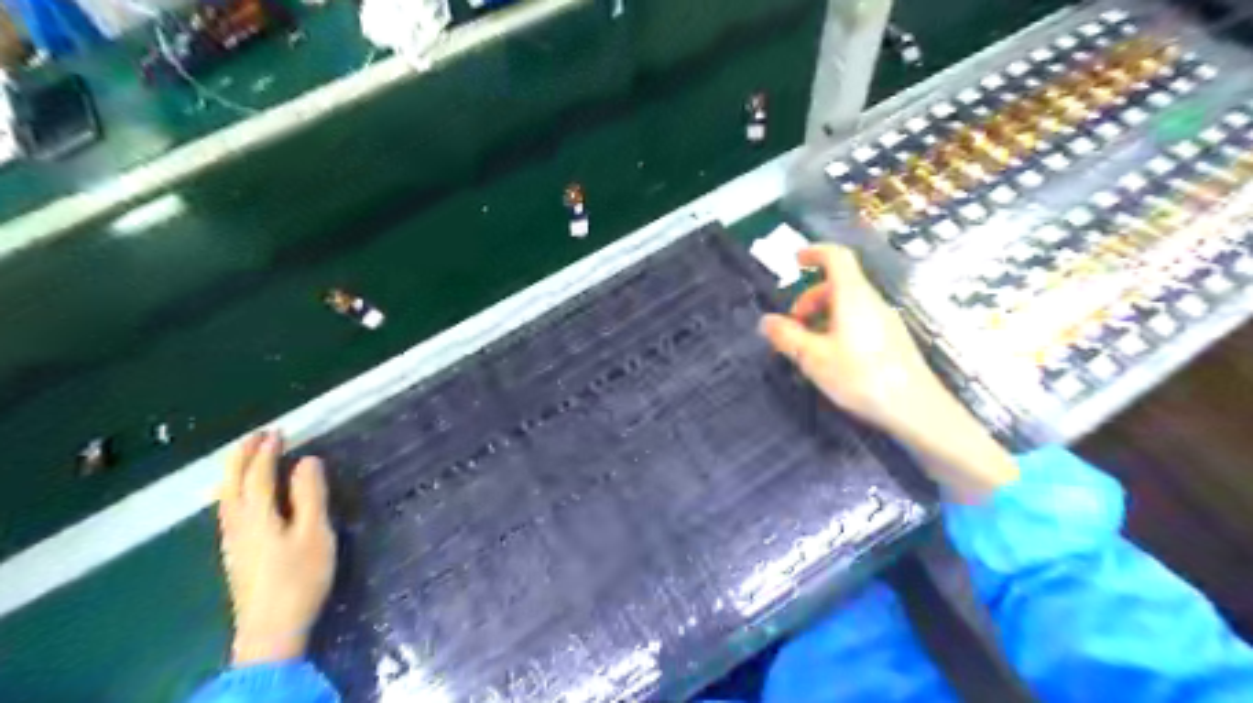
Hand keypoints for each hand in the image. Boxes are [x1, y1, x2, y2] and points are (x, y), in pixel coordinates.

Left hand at [218, 429, 337, 665]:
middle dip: (242, 456)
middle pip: (232, 482)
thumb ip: (310, 495)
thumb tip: (307, 461)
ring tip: (245, 458)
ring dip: (234, 471)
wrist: (271, 629)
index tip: (279, 431)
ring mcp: (232, 540)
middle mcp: (237, 522)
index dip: (268, 451)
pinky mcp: (234, 553)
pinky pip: (227, 508)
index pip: (258, 474)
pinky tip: (240, 497)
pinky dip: (233, 490)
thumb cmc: (299, 577)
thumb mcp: (314, 533)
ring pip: (225, 496)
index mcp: (258, 514)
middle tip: (255, 436)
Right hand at [753, 245, 1017, 501]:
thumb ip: (787, 337)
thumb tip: (766, 321)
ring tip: (808, 347)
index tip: (796, 261)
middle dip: (809, 298)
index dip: (815, 252)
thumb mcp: (814, 358)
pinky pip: (859, 321)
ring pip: (848, 305)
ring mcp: (885, 321)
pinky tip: (832, 358)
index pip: (836, 257)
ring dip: (822, 316)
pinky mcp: (892, 340)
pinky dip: (838, 328)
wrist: (916, 409)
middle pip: (838, 284)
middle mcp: (871, 302)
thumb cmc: (861, 377)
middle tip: (792, 326)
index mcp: (853, 297)